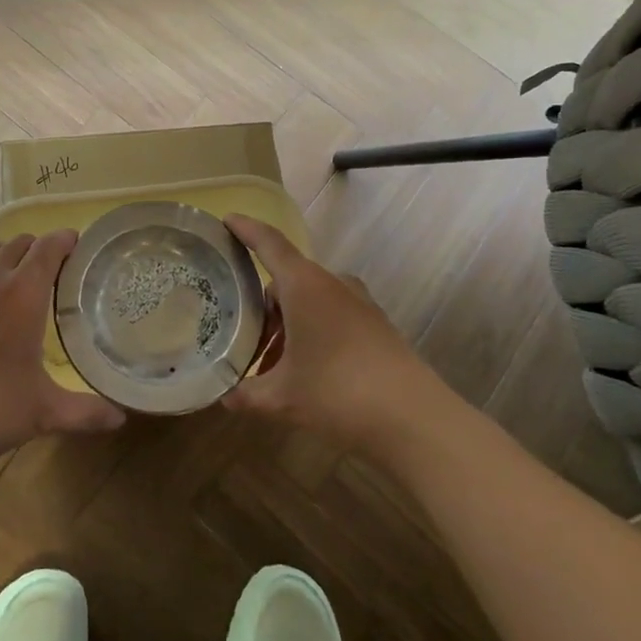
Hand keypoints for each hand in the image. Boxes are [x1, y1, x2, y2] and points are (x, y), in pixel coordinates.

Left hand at [0, 231, 125, 471]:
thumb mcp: (41, 414)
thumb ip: (85, 412)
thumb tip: (120, 417)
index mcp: (22, 294)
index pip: (50, 247)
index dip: (67, 240)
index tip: (78, 246)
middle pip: (19, 243)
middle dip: (38, 250)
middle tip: (51, 275)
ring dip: (4, 257)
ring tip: (11, 283)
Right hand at [222, 214, 433, 450]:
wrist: (416, 421)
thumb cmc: (339, 393)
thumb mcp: (282, 398)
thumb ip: (247, 393)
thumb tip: (224, 397)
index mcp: (304, 285)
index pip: (269, 243)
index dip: (246, 229)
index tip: (226, 219)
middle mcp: (332, 284)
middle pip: (287, 280)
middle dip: (263, 307)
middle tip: (243, 338)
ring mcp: (359, 304)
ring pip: (310, 301)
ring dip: (288, 325)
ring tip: (273, 365)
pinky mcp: (377, 326)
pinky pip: (332, 316)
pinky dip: (312, 333)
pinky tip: (306, 371)